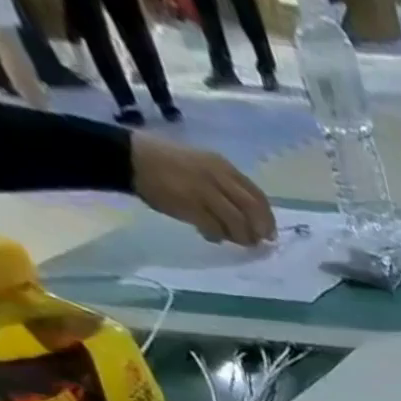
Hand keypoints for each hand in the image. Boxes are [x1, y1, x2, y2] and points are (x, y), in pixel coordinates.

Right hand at [129, 134, 275, 246]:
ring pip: (238, 222)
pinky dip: (217, 236)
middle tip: (256, 242)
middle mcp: (217, 176)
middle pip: (253, 210)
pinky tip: (209, 235)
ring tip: (233, 240)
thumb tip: (252, 221)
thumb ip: (228, 190)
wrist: (131, 157)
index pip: (258, 196)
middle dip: (259, 230)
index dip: (268, 218)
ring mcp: (204, 190)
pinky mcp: (191, 204)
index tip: (269, 233)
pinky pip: (215, 228)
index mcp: (223, 166)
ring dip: (240, 237)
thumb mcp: (205, 169)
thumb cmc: (170, 165)